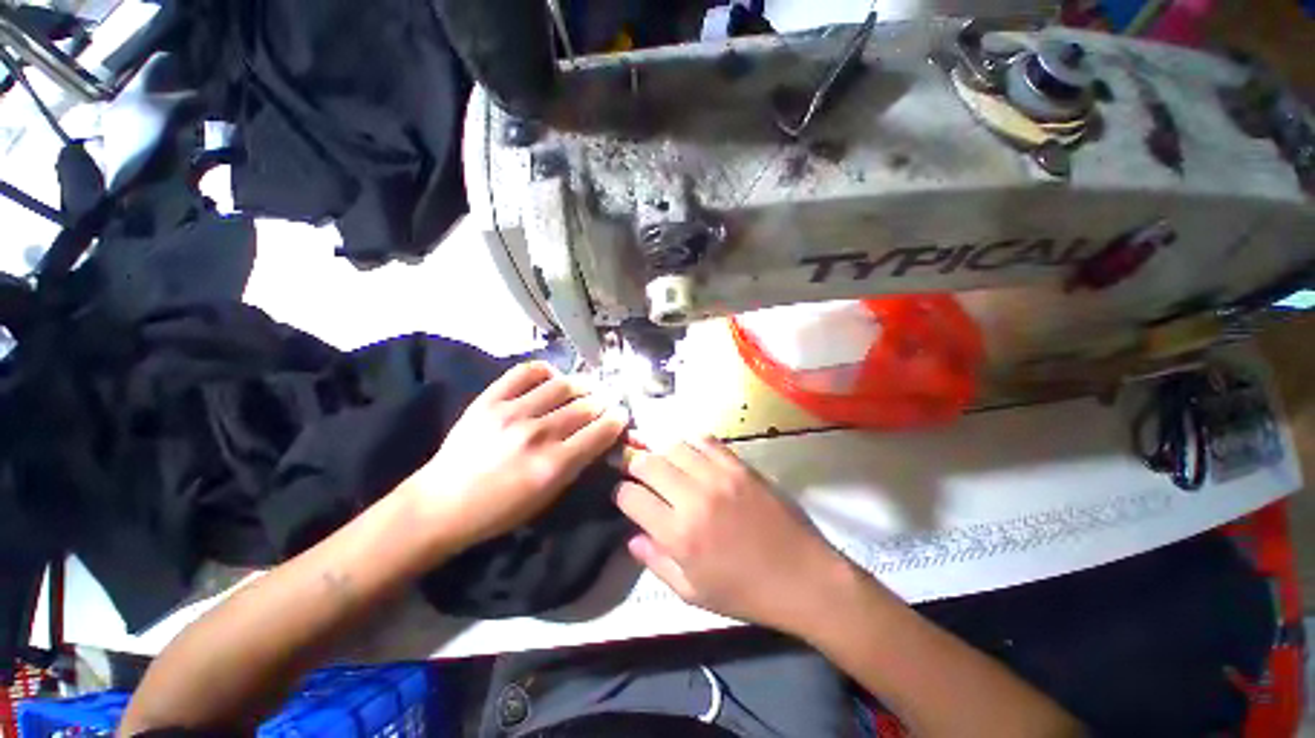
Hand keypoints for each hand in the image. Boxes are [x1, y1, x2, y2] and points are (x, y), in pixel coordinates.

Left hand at [404, 361, 627, 551]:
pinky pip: (526, 371)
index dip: (618, 420)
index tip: (620, 416)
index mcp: (554, 464)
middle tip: (603, 404)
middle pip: (586, 405)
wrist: (440, 504)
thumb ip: (577, 463)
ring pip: (563, 384)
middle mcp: (538, 433)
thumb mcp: (547, 497)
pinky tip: (552, 378)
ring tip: (584, 389)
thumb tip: (598, 436)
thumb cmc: (499, 511)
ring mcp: (512, 412)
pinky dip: (546, 370)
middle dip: (603, 402)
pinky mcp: (490, 399)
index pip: (601, 430)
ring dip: (581, 385)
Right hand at [616, 436, 850, 634]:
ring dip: (662, 452)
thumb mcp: (693, 592)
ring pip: (674, 446)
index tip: (624, 495)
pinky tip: (692, 455)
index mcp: (678, 534)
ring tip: (664, 463)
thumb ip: (656, 563)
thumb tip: (632, 537)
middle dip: (633, 464)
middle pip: (648, 463)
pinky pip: (706, 441)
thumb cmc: (745, 593)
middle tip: (636, 470)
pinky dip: (692, 443)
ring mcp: (719, 477)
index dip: (621, 493)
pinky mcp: (740, 466)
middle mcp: (693, 498)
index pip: (631, 497)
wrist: (803, 577)